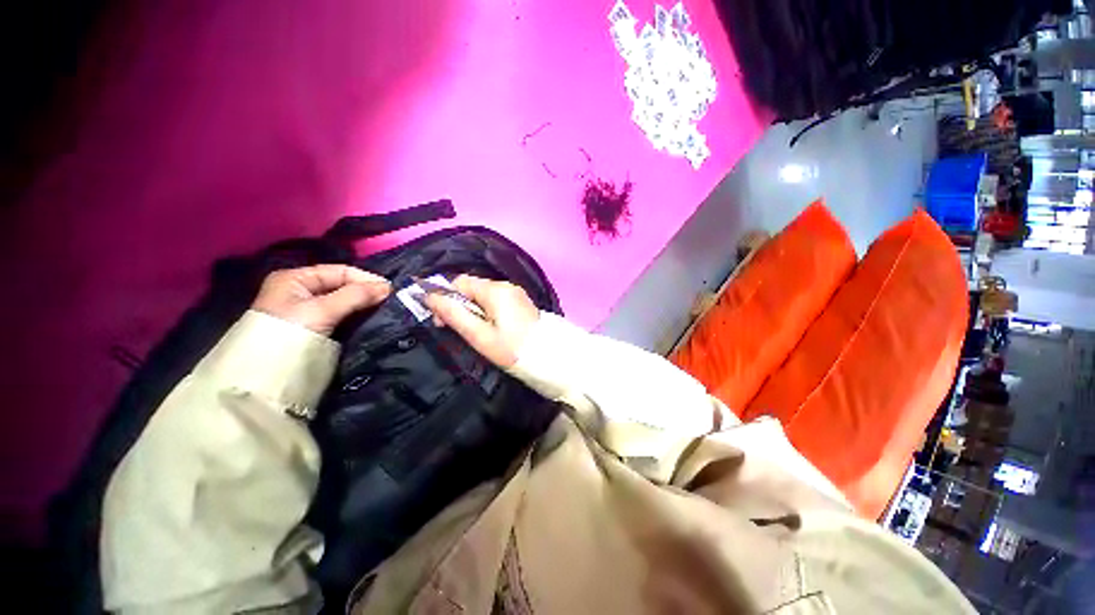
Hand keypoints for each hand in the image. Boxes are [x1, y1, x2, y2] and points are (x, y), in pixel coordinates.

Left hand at [252, 265, 391, 335]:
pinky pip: (341, 315)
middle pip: (342, 285)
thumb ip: (355, 295)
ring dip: (363, 304)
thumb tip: (387, 287)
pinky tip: (370, 318)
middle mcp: (301, 290)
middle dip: (366, 291)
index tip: (390, 289)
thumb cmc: (289, 333)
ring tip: (384, 308)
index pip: (339, 271)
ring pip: (344, 301)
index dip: (365, 278)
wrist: (265, 374)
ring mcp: (308, 310)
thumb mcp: (323, 310)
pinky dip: (356, 315)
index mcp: (296, 278)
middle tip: (390, 300)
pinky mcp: (315, 327)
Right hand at [423, 275, 539, 368]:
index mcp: (496, 290)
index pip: (460, 282)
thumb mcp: (479, 336)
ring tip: (470, 331)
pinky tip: (486, 327)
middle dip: (457, 304)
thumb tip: (429, 297)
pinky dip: (485, 311)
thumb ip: (454, 315)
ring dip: (471, 309)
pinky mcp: (520, 303)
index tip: (439, 320)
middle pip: (472, 287)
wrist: (548, 358)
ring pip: (483, 295)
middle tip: (453, 328)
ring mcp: (515, 293)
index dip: (444, 297)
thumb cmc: (511, 349)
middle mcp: (506, 286)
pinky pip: (495, 301)